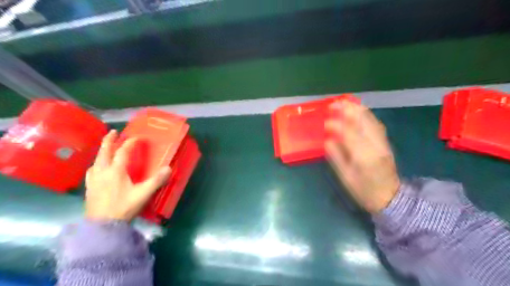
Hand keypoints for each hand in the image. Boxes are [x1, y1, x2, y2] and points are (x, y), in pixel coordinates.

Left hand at [84, 130, 170, 220]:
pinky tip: (98, 168)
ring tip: (107, 149)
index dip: (130, 143)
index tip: (137, 138)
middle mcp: (102, 172)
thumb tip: (169, 168)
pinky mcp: (89, 187)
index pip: (123, 152)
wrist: (102, 226)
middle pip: (104, 152)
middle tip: (113, 132)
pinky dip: (96, 163)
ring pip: (96, 160)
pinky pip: (91, 170)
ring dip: (102, 151)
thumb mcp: (143, 194)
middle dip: (109, 140)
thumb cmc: (124, 207)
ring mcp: (93, 180)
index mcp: (115, 171)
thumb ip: (156, 180)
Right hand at [324, 102, 399, 212]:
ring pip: (371, 120)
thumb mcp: (346, 177)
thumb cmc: (364, 190)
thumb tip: (327, 140)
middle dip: (349, 110)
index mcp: (364, 157)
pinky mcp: (386, 142)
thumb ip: (336, 157)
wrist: (390, 197)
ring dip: (358, 109)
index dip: (337, 125)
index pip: (349, 134)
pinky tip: (358, 112)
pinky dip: (366, 115)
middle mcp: (376, 146)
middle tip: (335, 103)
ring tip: (345, 103)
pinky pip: (376, 124)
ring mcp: (383, 143)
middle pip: (363, 122)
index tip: (326, 122)